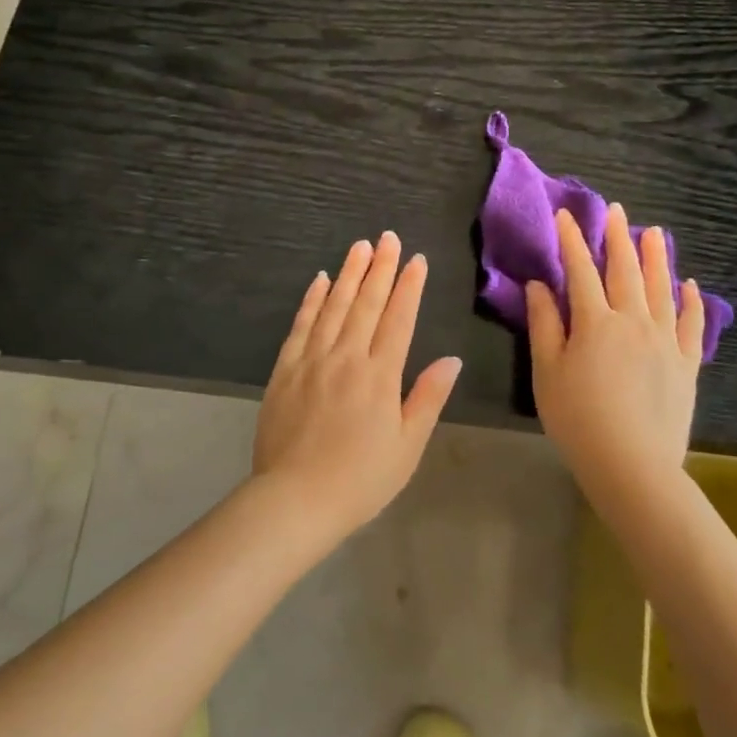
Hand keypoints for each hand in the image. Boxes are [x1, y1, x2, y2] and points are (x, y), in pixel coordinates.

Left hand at [253, 233, 462, 535]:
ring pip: (334, 306)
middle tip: (388, 237)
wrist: (295, 499)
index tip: (417, 260)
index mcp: (380, 375)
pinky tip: (319, 280)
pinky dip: (311, 300)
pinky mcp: (285, 369)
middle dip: (381, 267)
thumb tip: (451, 358)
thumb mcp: (407, 446)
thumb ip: (427, 398)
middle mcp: (347, 357)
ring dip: (349, 273)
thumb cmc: (360, 480)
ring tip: (360, 246)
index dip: (409, 287)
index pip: (399, 319)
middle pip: (367, 303)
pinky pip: (301, 325)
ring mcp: (313, 359)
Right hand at [526, 205, 704, 496]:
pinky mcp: (686, 363)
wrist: (633, 465)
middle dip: (618, 237)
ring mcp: (665, 341)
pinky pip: (691, 324)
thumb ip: (544, 324)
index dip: (571, 241)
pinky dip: (691, 301)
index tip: (565, 215)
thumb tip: (539, 285)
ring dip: (655, 257)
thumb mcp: (547, 371)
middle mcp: (633, 321)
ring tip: (654, 232)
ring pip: (661, 288)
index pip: (580, 270)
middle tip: (616, 210)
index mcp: (595, 322)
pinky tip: (689, 285)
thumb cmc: (578, 418)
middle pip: (625, 270)